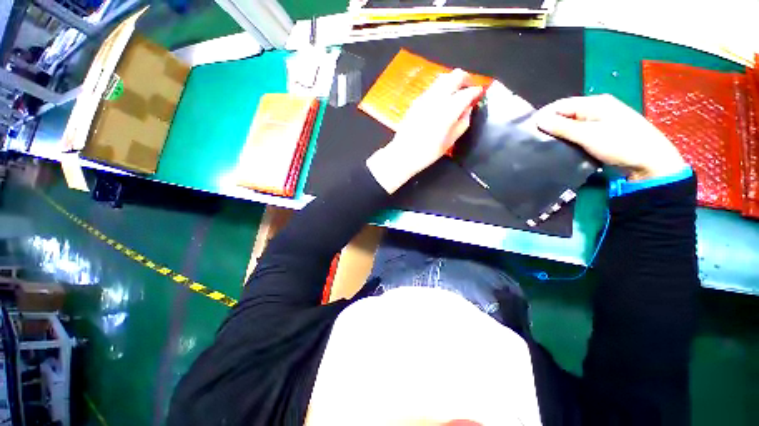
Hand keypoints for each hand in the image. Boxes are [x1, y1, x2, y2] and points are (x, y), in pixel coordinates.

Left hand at [367, 69, 483, 193]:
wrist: (403, 154)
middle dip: (466, 79)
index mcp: (448, 110)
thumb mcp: (449, 141)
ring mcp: (424, 98)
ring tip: (455, 95)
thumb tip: (468, 110)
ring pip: (442, 79)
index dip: (476, 91)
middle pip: (455, 75)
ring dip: (452, 82)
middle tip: (469, 89)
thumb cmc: (427, 152)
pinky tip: (440, 102)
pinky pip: (432, 88)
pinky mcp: (416, 101)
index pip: (467, 92)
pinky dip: (441, 89)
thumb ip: (462, 123)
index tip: (479, 94)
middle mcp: (436, 98)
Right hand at [536, 94, 686, 181]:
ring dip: (559, 134)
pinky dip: (569, 139)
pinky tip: (561, 148)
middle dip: (550, 126)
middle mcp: (597, 109)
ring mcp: (600, 122)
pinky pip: (579, 133)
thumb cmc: (621, 144)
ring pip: (572, 125)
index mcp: (594, 103)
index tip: (528, 130)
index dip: (544, 116)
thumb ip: (562, 127)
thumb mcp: (589, 135)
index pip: (561, 105)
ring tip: (545, 145)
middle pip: (566, 114)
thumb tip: (538, 120)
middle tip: (535, 140)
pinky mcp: (602, 134)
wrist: (651, 162)